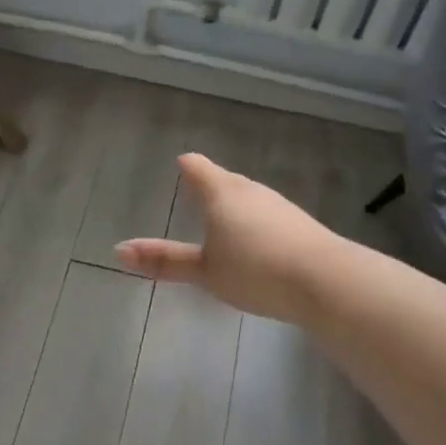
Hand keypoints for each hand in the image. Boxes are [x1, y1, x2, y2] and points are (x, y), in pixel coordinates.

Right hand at [115, 153, 338, 324]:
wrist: (326, 281)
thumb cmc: (255, 270)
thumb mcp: (204, 271)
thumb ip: (164, 261)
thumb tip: (118, 251)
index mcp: (222, 193)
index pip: (197, 167)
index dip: (186, 166)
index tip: (180, 164)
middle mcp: (250, 190)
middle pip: (224, 179)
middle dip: (210, 185)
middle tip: (196, 194)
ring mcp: (278, 205)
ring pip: (248, 197)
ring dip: (234, 205)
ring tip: (224, 220)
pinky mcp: (300, 223)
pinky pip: (268, 215)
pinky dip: (256, 222)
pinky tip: (258, 243)